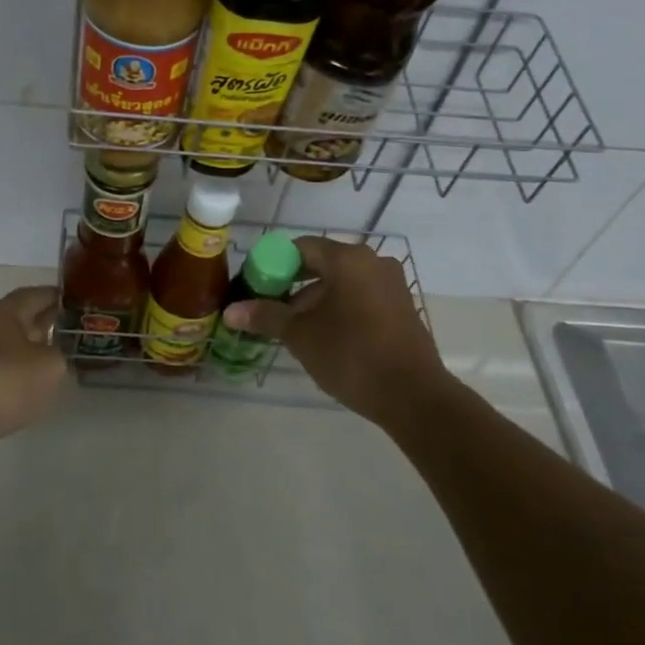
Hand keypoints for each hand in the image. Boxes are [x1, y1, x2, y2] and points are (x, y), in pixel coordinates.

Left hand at [0, 286, 66, 477]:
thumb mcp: (47, 367)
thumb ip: (61, 358)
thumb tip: (55, 358)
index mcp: (6, 312)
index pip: (39, 294)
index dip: (62, 297)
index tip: (85, 305)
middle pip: (24, 322)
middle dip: (50, 327)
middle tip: (80, 337)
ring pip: (11, 351)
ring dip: (32, 357)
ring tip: (60, 369)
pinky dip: (15, 383)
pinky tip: (30, 398)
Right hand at [221, 237, 443, 424]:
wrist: (414, 397)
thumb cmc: (351, 355)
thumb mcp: (300, 335)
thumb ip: (265, 316)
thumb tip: (231, 311)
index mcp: (348, 259)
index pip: (300, 247)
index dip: (272, 265)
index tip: (256, 288)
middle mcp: (373, 262)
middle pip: (321, 264)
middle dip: (293, 285)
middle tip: (270, 310)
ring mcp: (392, 285)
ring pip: (341, 283)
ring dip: (315, 300)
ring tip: (294, 330)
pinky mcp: (402, 308)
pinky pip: (361, 297)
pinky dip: (339, 309)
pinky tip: (326, 337)